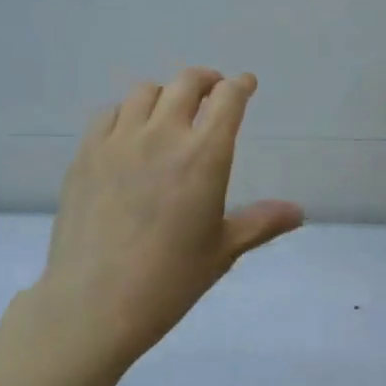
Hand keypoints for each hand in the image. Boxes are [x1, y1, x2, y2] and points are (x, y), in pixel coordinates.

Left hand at [37, 68, 302, 368]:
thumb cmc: (168, 280)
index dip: (240, 86)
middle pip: (187, 82)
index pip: (228, 99)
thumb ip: (261, 222)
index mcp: (204, 155)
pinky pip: (109, 113)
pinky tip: (129, 135)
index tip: (245, 85)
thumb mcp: (222, 250)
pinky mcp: (87, 152)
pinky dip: (127, 113)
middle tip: (212, 92)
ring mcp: (120, 140)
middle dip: (206, 80)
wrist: (93, 305)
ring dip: (165, 94)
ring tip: (169, 112)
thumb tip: (299, 212)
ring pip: (146, 91)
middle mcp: (164, 134)